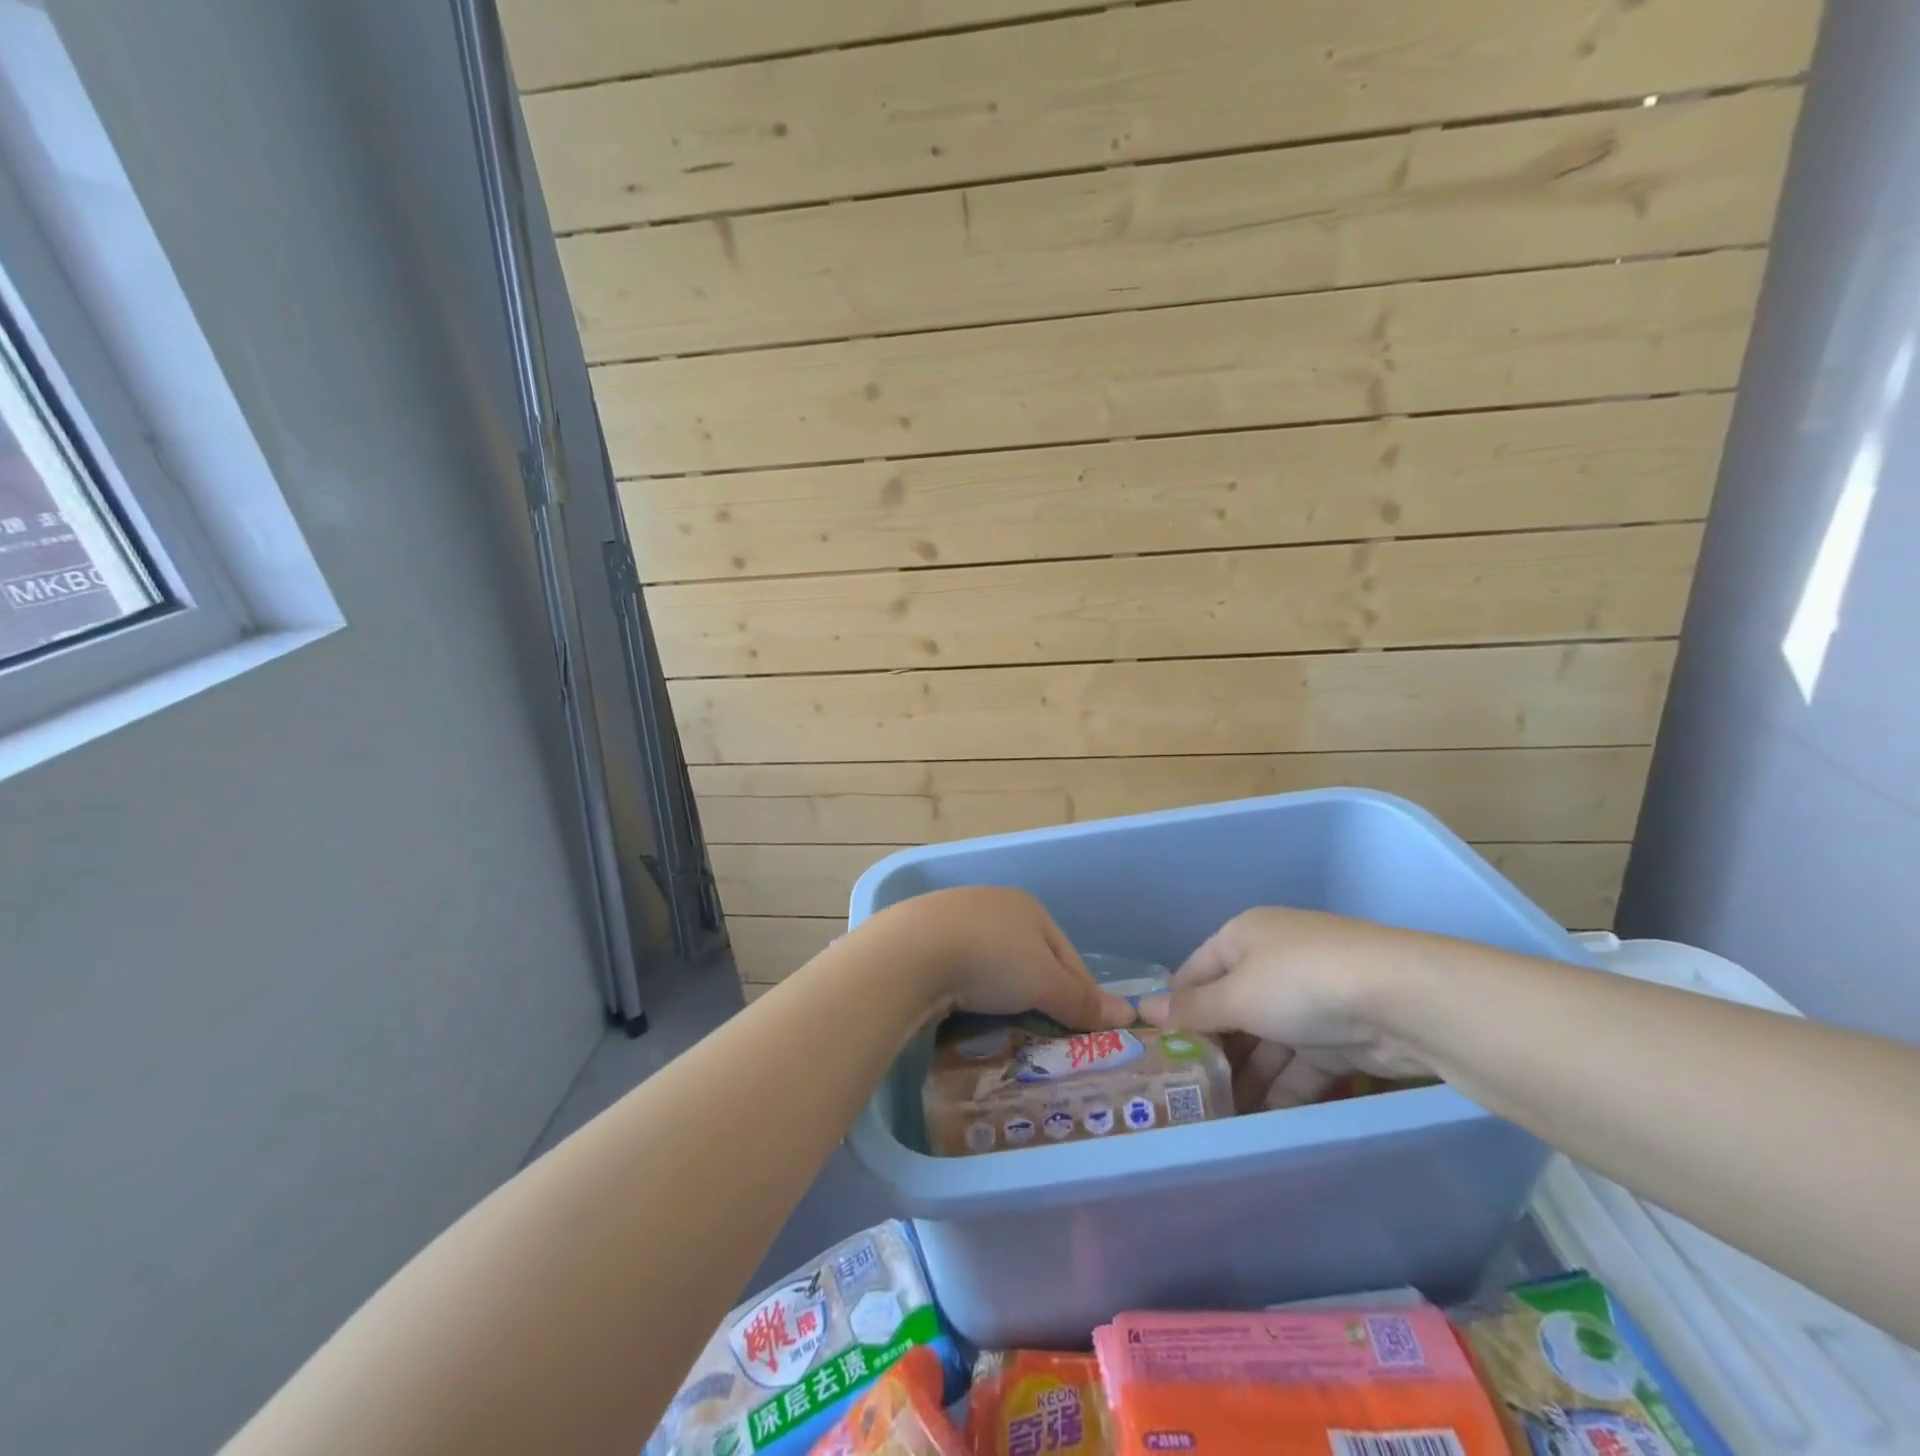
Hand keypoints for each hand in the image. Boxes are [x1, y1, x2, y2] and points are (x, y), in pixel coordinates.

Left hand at [862, 887, 1133, 1029]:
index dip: (1083, 995)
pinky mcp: (925, 941)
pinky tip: (969, 1017)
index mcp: (1029, 907)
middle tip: (1049, 1041)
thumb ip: (1082, 1000)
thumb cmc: (990, 959)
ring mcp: (955, 921)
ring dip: (1004, 998)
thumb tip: (1128, 1014)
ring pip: (994, 967)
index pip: (1068, 956)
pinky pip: (962, 973)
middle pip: (1030, 959)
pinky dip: (971, 995)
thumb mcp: (1044, 982)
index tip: (1090, 1034)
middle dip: (1042, 997)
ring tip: (1009, 1034)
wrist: (909, 953)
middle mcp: (994, 906)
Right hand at [1136, 907, 1434, 1108]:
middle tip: (1188, 1091)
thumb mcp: (1236, 996)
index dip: (1175, 1008)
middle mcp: (1273, 959)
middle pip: (1231, 1007)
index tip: (1158, 1050)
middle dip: (1214, 1049)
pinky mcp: (1342, 1033)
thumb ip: (1191, 1010)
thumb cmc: (1300, 983)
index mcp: (1243, 936)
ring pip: (1267, 1039)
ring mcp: (1311, 997)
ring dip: (1248, 1074)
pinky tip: (1264, 1117)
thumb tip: (1140, 1010)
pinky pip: (1301, 1061)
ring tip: (1222, 1115)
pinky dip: (1285, 1087)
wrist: (1403, 1001)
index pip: (1195, 972)